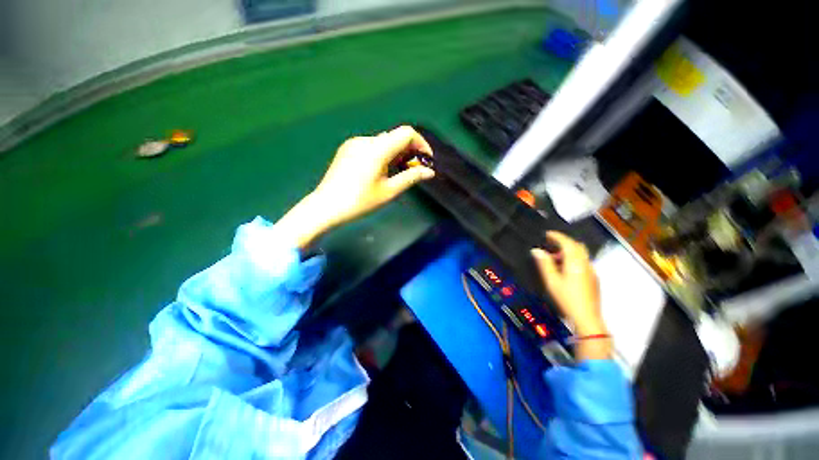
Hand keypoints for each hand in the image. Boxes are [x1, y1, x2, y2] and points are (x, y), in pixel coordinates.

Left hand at [278, 126, 434, 247]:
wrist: (325, 206)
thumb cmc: (358, 202)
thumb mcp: (388, 192)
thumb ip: (410, 177)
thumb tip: (429, 172)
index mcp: (378, 149)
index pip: (407, 133)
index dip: (421, 143)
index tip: (425, 160)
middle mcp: (366, 140)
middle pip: (395, 136)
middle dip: (408, 150)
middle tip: (411, 169)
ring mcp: (354, 143)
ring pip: (382, 141)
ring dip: (394, 152)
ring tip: (394, 173)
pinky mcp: (346, 148)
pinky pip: (369, 145)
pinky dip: (380, 153)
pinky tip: (376, 171)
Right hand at [532, 232, 610, 360]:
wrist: (587, 317)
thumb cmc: (569, 301)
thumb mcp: (552, 283)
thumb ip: (545, 265)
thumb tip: (537, 252)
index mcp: (575, 260)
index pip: (565, 241)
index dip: (556, 236)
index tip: (548, 235)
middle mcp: (585, 262)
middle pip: (575, 245)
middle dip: (564, 244)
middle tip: (552, 249)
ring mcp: (591, 270)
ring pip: (581, 255)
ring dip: (570, 254)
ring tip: (558, 264)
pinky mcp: (594, 279)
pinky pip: (584, 264)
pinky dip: (576, 263)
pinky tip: (569, 275)